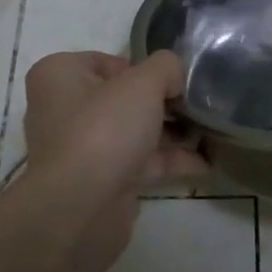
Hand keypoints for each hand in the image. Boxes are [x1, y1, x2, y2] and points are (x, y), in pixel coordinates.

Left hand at [19, 50, 206, 198]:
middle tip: (196, 103)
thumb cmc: (104, 129)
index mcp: (60, 75)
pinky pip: (140, 162)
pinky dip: (170, 160)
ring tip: (210, 129)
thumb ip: (166, 67)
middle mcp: (64, 109)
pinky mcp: (100, 182)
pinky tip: (205, 161)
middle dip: (163, 101)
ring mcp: (82, 149)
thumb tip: (174, 80)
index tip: (172, 80)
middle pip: (124, 96)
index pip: (108, 60)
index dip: (143, 67)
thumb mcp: (144, 82)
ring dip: (171, 132)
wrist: (80, 211)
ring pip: (134, 131)